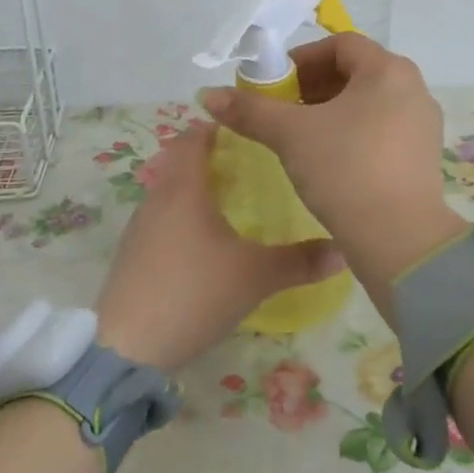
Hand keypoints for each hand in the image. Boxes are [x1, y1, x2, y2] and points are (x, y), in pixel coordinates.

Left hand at [95, 124, 344, 370]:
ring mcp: (140, 226)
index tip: (248, 128)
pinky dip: (181, 214)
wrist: (129, 346)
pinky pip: (160, 217)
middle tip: (248, 163)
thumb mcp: (255, 276)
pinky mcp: (132, 253)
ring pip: (168, 189)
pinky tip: (203, 240)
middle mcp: (157, 197)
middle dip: (209, 155)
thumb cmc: (195, 293)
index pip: (195, 136)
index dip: (218, 126)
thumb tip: (344, 250)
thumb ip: (300, 261)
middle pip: (179, 159)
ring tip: (230, 198)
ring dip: (194, 185)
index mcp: (184, 187)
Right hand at [199, 35, 465, 315]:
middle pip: (355, 72)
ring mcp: (423, 124)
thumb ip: (250, 110)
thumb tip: (208, 94)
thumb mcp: (290, 135)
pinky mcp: (424, 156)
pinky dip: (353, 132)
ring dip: (331, 110)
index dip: (302, 59)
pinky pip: (383, 128)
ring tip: (302, 137)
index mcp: (388, 70)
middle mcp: (413, 88)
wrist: (398, 238)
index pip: (340, 44)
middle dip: (313, 86)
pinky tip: (330, 160)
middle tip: (283, 110)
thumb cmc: (345, 170)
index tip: (275, 85)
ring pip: (369, 102)